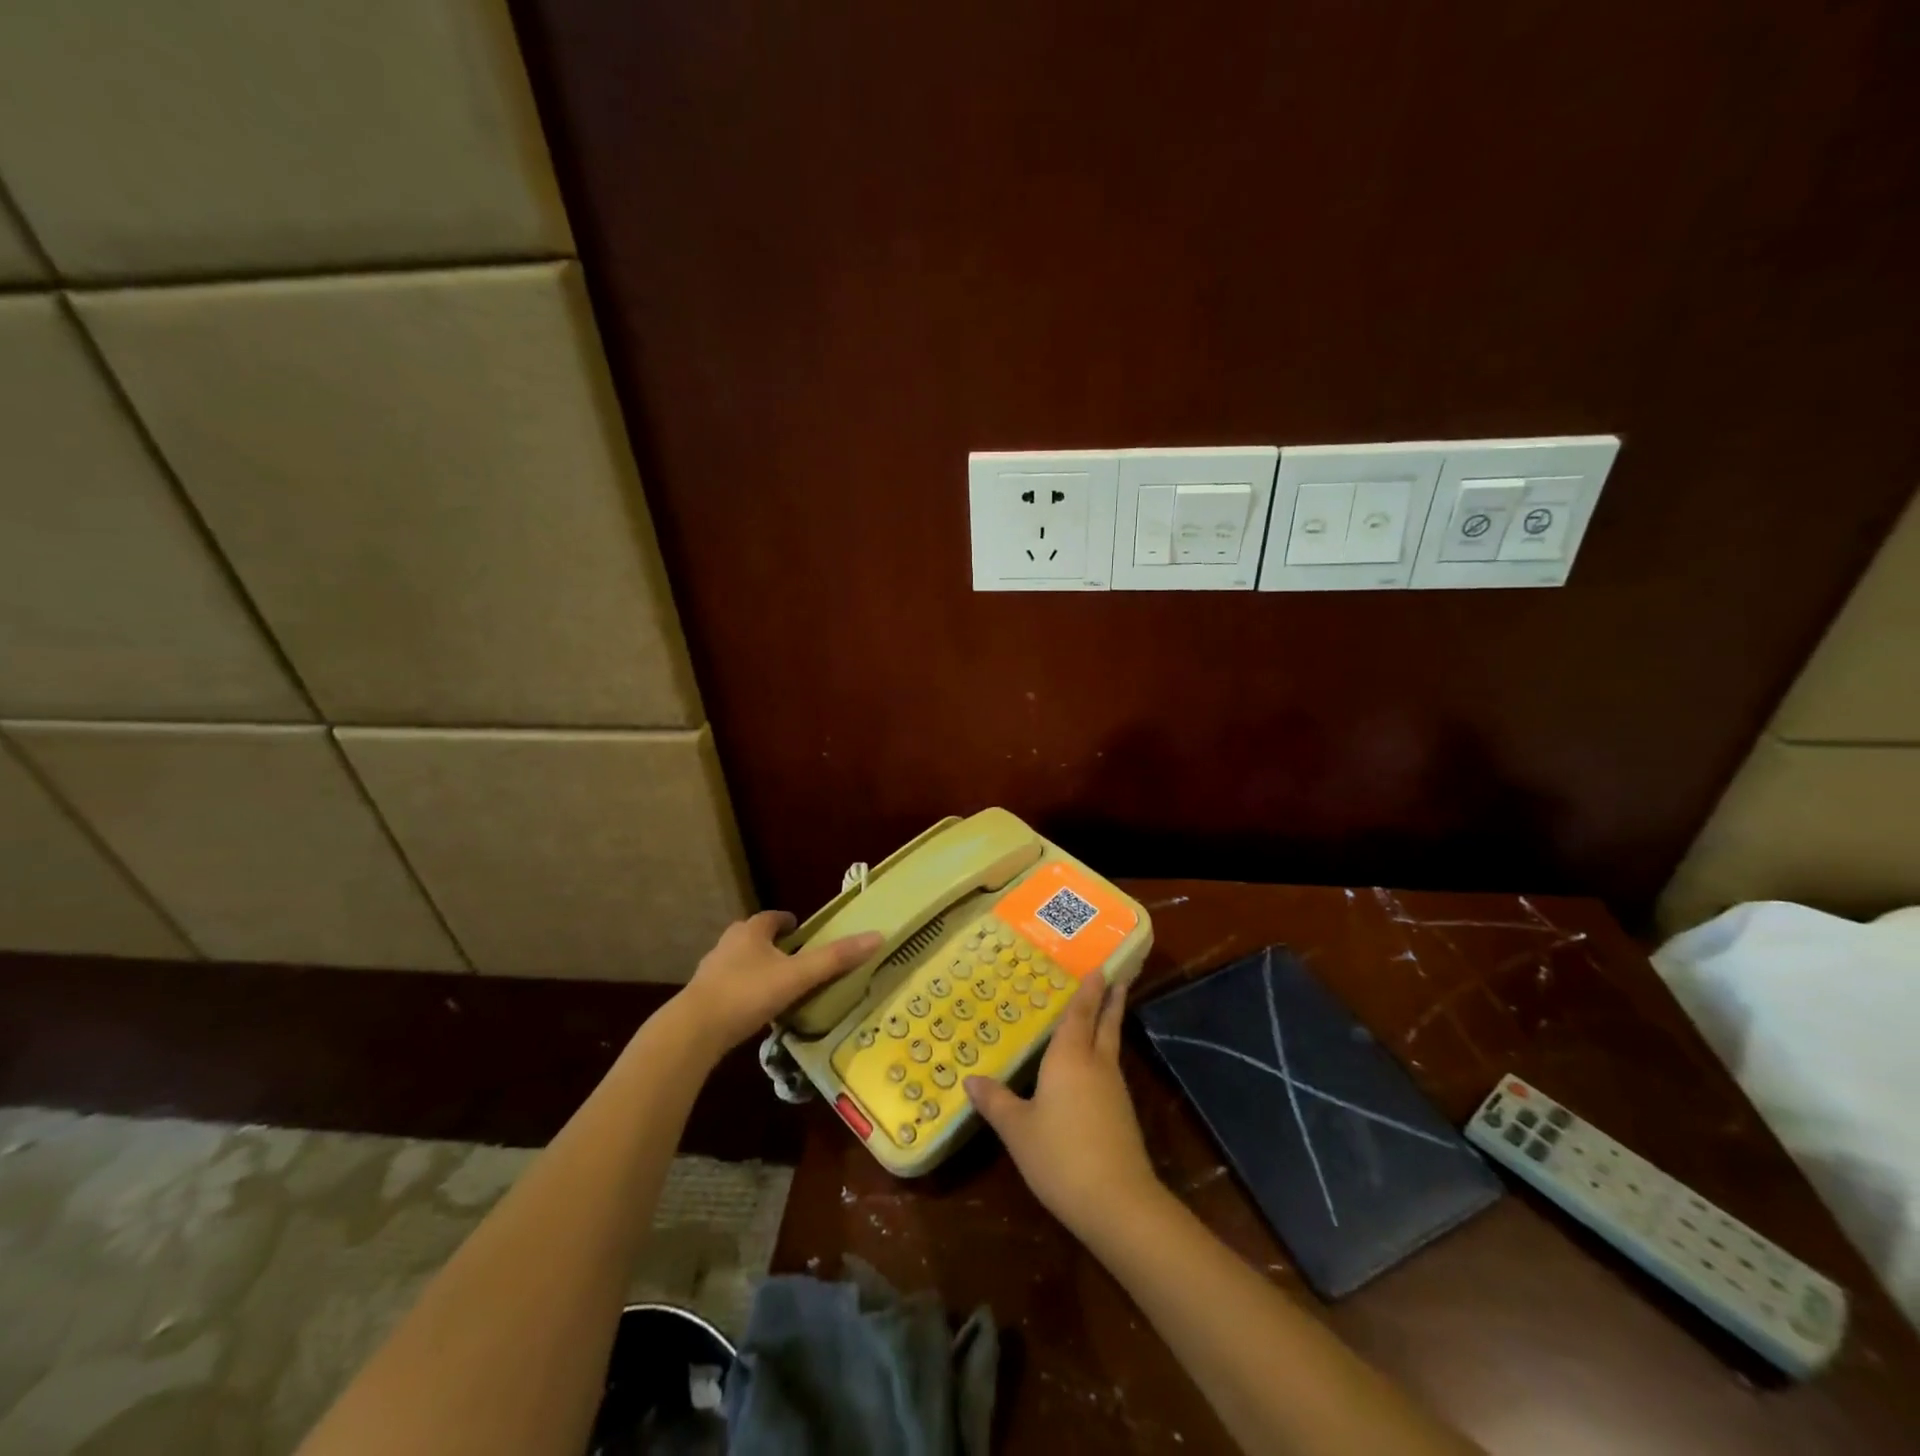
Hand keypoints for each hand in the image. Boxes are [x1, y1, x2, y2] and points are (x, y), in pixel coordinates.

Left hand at [672, 912, 881, 1054]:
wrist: (693, 1030)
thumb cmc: (747, 993)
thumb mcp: (797, 976)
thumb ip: (835, 959)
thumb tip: (877, 937)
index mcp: (751, 931)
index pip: (773, 917)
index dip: (788, 921)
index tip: (801, 929)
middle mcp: (728, 943)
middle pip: (753, 936)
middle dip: (771, 943)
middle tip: (792, 955)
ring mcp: (711, 970)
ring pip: (739, 960)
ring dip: (756, 966)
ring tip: (776, 982)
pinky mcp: (702, 997)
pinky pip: (728, 985)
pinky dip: (743, 989)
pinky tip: (753, 1008)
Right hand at [965, 973, 1162, 1239]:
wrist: (1116, 1202)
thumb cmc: (1060, 1155)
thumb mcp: (1017, 1129)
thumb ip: (995, 1101)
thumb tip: (971, 1079)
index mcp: (1070, 1057)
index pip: (1080, 1013)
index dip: (1089, 990)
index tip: (1100, 967)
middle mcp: (1096, 1065)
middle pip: (1106, 1024)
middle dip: (1111, 1000)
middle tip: (1119, 977)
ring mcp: (1114, 1091)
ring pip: (1111, 1047)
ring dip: (1109, 1026)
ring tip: (1100, 1015)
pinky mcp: (1121, 1116)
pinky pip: (1110, 1071)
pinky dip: (1103, 1056)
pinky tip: (1092, 1069)